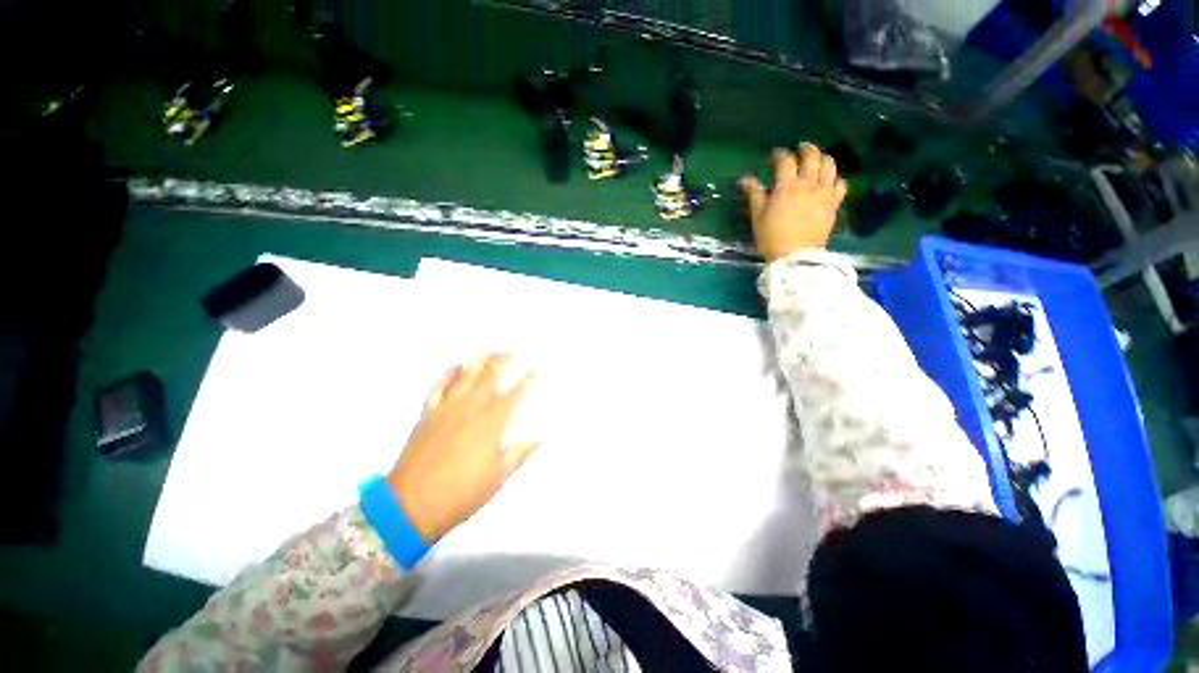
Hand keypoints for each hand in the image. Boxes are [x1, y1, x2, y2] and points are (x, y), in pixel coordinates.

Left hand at [387, 353, 537, 543]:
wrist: (411, 505)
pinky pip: (438, 386)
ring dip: (478, 360)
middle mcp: (470, 409)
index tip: (534, 367)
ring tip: (489, 351)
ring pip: (465, 376)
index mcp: (490, 424)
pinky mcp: (427, 413)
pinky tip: (455, 366)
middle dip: (503, 360)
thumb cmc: (461, 493)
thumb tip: (540, 438)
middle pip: (489, 377)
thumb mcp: (497, 477)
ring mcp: (446, 409)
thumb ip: (519, 453)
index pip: (513, 395)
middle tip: (512, 349)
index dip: (526, 379)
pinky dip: (447, 373)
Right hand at [739, 143, 848, 261]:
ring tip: (817, 159)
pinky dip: (835, 179)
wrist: (795, 257)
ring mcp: (824, 193)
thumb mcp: (758, 217)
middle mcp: (808, 184)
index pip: (785, 161)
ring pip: (829, 165)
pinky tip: (830, 182)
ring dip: (823, 158)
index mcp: (787, 187)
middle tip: (799, 148)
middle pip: (811, 157)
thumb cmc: (771, 238)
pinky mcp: (834, 204)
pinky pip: (841, 184)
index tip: (774, 155)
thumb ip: (754, 194)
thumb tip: (745, 179)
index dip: (779, 155)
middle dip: (805, 149)